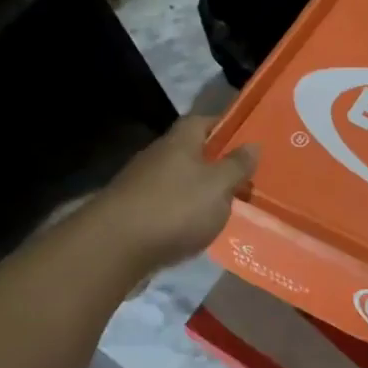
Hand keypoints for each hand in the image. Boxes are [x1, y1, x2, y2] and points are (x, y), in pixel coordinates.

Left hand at [100, 116, 257, 273]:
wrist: (115, 247)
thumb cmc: (175, 208)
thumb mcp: (218, 186)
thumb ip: (237, 165)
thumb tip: (252, 144)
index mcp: (180, 142)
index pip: (203, 121)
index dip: (225, 127)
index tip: (246, 140)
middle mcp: (158, 156)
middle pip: (190, 152)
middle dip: (214, 163)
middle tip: (242, 178)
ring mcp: (141, 184)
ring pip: (178, 180)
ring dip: (199, 191)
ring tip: (224, 208)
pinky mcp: (132, 212)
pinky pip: (166, 205)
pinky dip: (182, 213)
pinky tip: (195, 229)